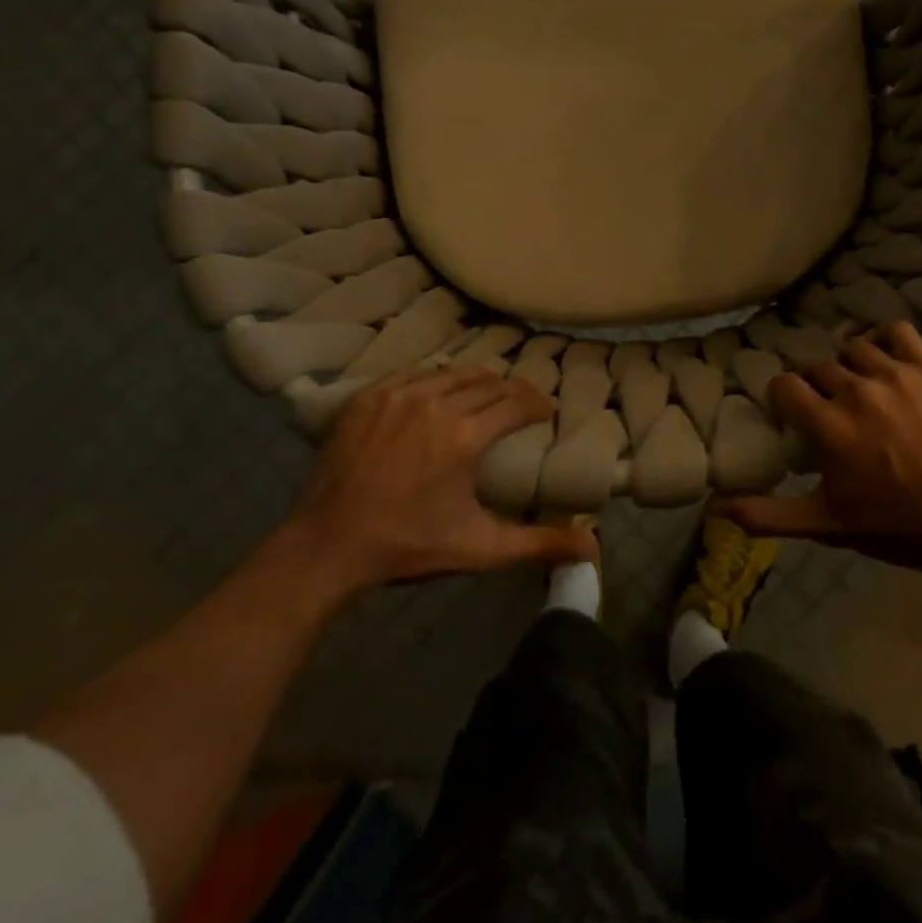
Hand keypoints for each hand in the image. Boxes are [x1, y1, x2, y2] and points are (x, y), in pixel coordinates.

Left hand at [286, 367, 595, 598]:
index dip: (538, 403)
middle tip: (522, 401)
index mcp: (466, 436)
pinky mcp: (369, 397)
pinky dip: (435, 378)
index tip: (547, 409)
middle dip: (512, 391)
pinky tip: (439, 390)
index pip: (516, 403)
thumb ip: (538, 544)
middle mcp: (436, 403)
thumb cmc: (408, 545)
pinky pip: (414, 373)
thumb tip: (593, 547)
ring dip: (476, 380)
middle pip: (488, 383)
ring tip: (486, 392)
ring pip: (452, 373)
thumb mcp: (480, 549)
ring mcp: (398, 395)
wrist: (328, 545)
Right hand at [715, 322, 921, 588]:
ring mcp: (896, 375)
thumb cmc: (894, 526)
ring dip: (848, 365)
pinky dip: (884, 338)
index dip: (783, 398)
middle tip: (830, 411)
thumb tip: (715, 508)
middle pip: (816, 367)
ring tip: (859, 388)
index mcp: (828, 425)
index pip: (784, 385)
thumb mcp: (826, 524)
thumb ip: (768, 514)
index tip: (793, 416)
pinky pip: (896, 331)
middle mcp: (856, 390)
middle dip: (815, 387)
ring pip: (852, 348)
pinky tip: (883, 358)